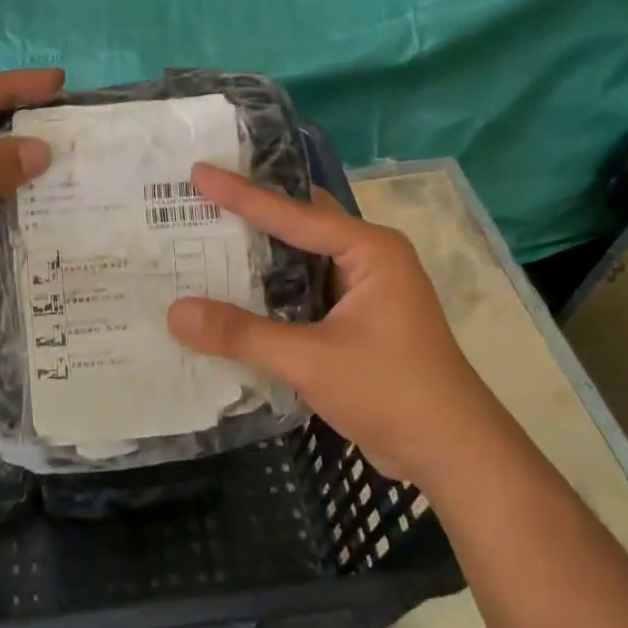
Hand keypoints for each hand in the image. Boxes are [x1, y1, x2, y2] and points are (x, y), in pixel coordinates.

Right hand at [166, 163, 488, 478]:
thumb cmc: (393, 392)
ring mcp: (362, 292)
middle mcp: (367, 260)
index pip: (294, 213)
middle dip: (250, 215)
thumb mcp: (312, 361)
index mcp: (369, 250)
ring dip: (257, 256)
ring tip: (202, 242)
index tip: (199, 172)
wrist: (453, 455)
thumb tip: (174, 313)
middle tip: (197, 201)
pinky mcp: (354, 322)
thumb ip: (243, 335)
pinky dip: (268, 292)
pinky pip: (301, 293)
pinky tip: (229, 296)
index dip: (242, 194)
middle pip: (299, 225)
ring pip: (299, 260)